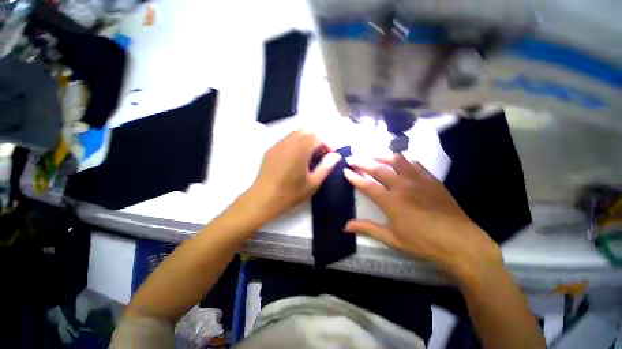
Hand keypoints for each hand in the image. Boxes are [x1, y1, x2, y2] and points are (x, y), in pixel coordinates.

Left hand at [248, 129, 340, 221]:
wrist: (263, 199)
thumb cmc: (291, 193)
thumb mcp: (313, 183)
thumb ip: (326, 167)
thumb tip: (336, 156)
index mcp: (300, 149)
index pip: (317, 136)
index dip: (326, 144)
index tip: (329, 156)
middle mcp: (288, 142)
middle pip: (306, 131)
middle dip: (316, 140)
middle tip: (319, 155)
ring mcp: (277, 145)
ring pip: (295, 134)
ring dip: (305, 141)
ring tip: (308, 157)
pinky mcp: (270, 150)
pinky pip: (285, 140)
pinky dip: (294, 144)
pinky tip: (294, 160)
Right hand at [344, 153, 501, 278]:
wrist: (460, 243)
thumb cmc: (422, 243)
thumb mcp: (391, 238)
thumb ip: (367, 229)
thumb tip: (345, 227)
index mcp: (390, 201)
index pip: (366, 185)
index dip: (354, 177)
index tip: (345, 170)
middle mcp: (402, 186)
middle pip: (378, 169)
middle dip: (362, 162)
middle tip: (353, 158)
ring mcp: (418, 180)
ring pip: (396, 161)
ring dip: (382, 157)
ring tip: (373, 156)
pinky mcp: (431, 180)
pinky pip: (414, 164)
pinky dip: (403, 160)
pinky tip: (400, 162)